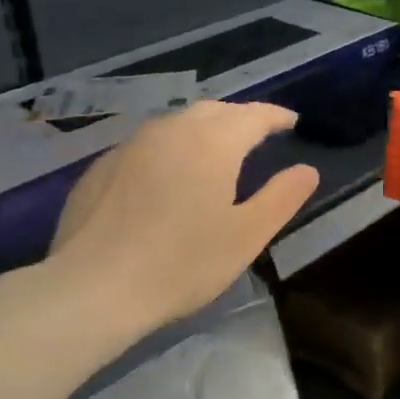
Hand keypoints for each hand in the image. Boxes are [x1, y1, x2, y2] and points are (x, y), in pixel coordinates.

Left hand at [38, 102, 318, 360]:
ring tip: (216, 150)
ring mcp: (131, 146)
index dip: (276, 117)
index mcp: (213, 142)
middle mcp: (171, 130)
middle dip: (240, 117)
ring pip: (176, 123)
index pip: (253, 115)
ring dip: (203, 129)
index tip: (291, 122)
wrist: (93, 288)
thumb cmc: (182, 263)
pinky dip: (170, 148)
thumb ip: (282, 197)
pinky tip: (167, 175)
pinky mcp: (102, 167)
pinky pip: (147, 144)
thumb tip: (307, 170)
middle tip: (257, 134)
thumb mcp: (247, 235)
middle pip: (214, 111)